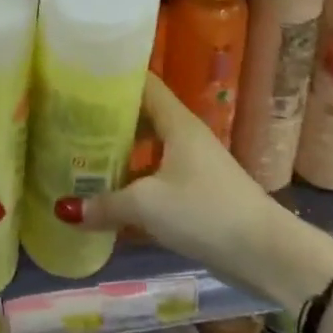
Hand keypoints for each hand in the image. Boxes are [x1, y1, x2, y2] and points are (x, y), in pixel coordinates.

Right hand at [53, 74, 287, 296]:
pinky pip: (158, 179)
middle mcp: (186, 137)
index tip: (82, 78)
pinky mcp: (199, 195)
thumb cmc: (205, 212)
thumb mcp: (147, 205)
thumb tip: (65, 210)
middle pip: (143, 117)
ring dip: (121, 155)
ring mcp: (194, 166)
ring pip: (149, 151)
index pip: (144, 84)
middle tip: (71, 122)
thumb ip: (106, 204)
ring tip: (83, 158)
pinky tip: (111, 200)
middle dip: (109, 120)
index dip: (115, 78)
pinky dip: (135, 184)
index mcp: (177, 123)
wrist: (267, 254)